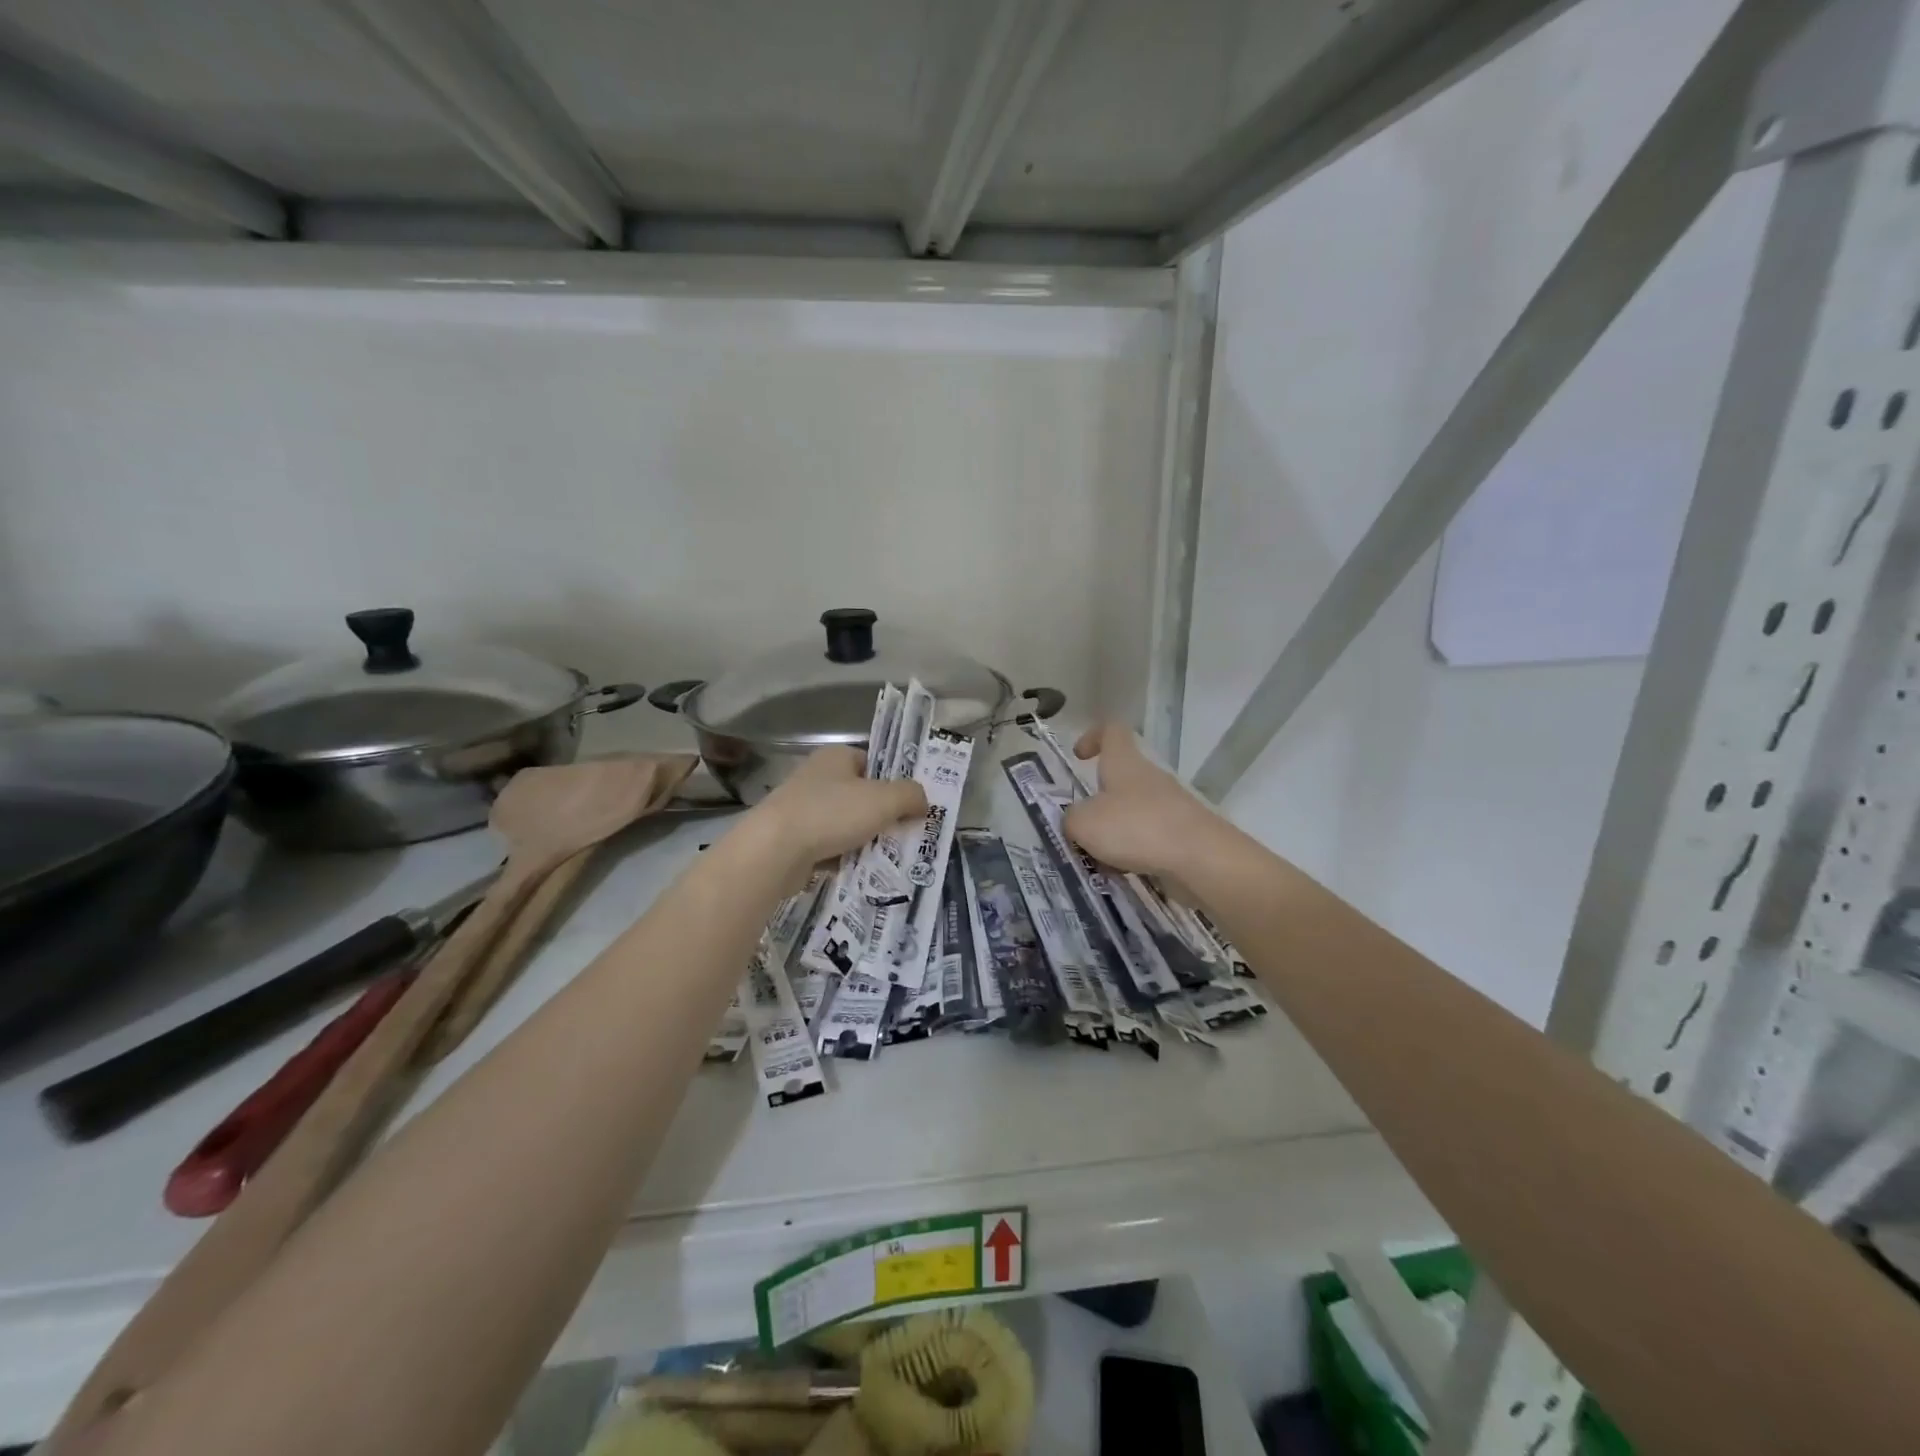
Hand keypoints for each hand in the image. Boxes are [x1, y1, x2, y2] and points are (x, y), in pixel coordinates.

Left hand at [745, 746, 928, 879]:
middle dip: (881, 817)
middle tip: (902, 836)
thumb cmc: (832, 814)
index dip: (893, 784)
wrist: (774, 850)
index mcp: (835, 757)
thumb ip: (911, 796)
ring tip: (884, 858)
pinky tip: (856, 870)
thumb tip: (922, 802)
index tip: (910, 808)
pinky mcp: (791, 839)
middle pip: (861, 796)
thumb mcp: (885, 799)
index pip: (873, 764)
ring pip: (845, 824)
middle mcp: (816, 777)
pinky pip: (827, 847)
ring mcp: (800, 808)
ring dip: (863, 840)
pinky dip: (842, 858)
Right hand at [1063, 723, 1225, 879]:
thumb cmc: (1136, 828)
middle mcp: (1149, 779)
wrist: (1201, 859)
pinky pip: (1148, 839)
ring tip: (1098, 862)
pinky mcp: (1183, 835)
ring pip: (1131, 814)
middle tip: (1079, 829)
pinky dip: (1133, 854)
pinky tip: (1124, 875)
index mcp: (1125, 763)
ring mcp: (1170, 807)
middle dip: (1097, 805)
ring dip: (1113, 835)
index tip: (1079, 756)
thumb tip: (1076, 822)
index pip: (1112, 731)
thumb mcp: (1084, 823)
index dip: (1093, 736)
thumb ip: (1071, 819)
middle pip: (1119, 780)